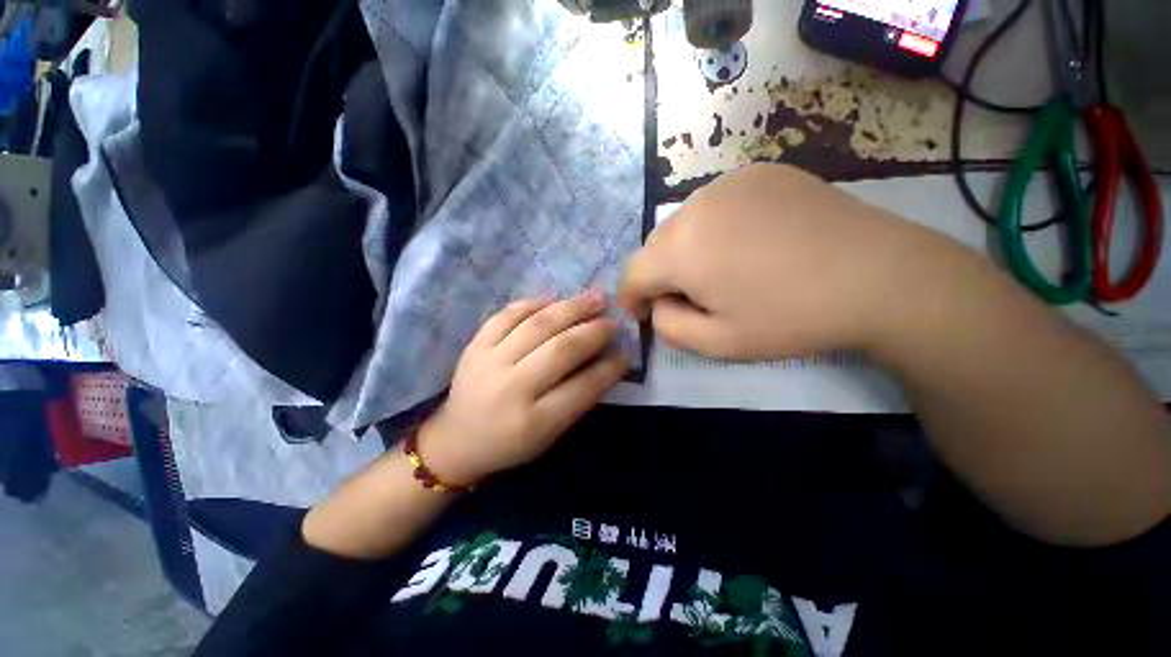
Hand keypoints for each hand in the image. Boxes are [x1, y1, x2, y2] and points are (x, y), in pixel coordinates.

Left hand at [417, 292, 628, 485]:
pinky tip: (554, 300)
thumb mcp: (549, 434)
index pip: (582, 388)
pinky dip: (534, 303)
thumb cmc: (510, 443)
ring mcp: (488, 362)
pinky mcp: (474, 345)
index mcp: (533, 422)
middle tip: (613, 320)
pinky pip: (507, 314)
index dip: (609, 368)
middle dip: (594, 331)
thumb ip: (578, 397)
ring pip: (537, 325)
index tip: (626, 351)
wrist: (456, 440)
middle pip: (560, 349)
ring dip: (571, 308)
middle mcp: (511, 389)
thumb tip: (607, 360)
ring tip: (595, 298)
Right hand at [618, 163, 949, 359]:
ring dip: (686, 250)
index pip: (632, 273)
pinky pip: (715, 204)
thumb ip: (669, 327)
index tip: (641, 314)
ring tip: (720, 270)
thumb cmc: (792, 317)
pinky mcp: (759, 172)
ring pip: (683, 223)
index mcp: (682, 250)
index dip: (631, 297)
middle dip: (660, 274)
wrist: (880, 276)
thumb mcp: (718, 343)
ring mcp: (729, 182)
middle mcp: (696, 206)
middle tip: (688, 297)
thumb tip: (658, 304)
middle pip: (655, 246)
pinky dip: (714, 227)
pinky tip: (747, 243)